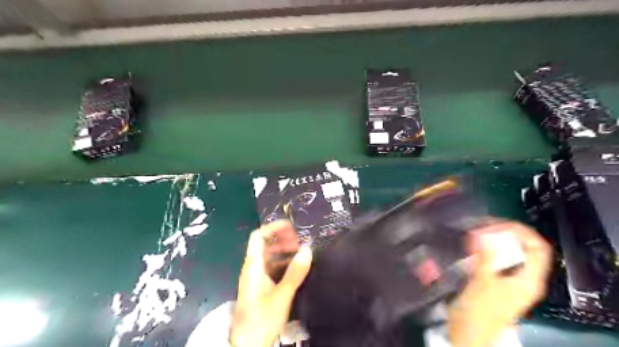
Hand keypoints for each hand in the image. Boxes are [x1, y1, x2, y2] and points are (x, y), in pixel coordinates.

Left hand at [229, 221, 311, 346]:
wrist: (248, 345)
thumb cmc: (261, 319)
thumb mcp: (282, 295)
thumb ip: (295, 272)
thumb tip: (308, 248)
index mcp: (253, 266)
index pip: (258, 237)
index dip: (273, 228)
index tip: (292, 227)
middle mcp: (252, 268)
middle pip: (264, 244)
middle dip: (282, 239)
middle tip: (300, 242)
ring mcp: (256, 278)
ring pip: (269, 256)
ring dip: (284, 251)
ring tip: (301, 253)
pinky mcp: (260, 287)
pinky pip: (272, 268)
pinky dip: (283, 263)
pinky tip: (295, 268)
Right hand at [448, 222, 553, 346]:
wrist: (469, 331)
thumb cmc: (481, 309)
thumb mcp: (484, 281)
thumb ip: (485, 255)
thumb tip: (482, 232)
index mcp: (529, 279)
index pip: (538, 248)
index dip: (523, 232)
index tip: (502, 223)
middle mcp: (523, 278)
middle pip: (522, 248)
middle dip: (504, 233)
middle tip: (484, 225)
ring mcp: (509, 279)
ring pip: (507, 252)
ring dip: (493, 240)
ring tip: (476, 232)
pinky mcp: (495, 280)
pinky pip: (494, 258)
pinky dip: (484, 249)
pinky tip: (471, 245)